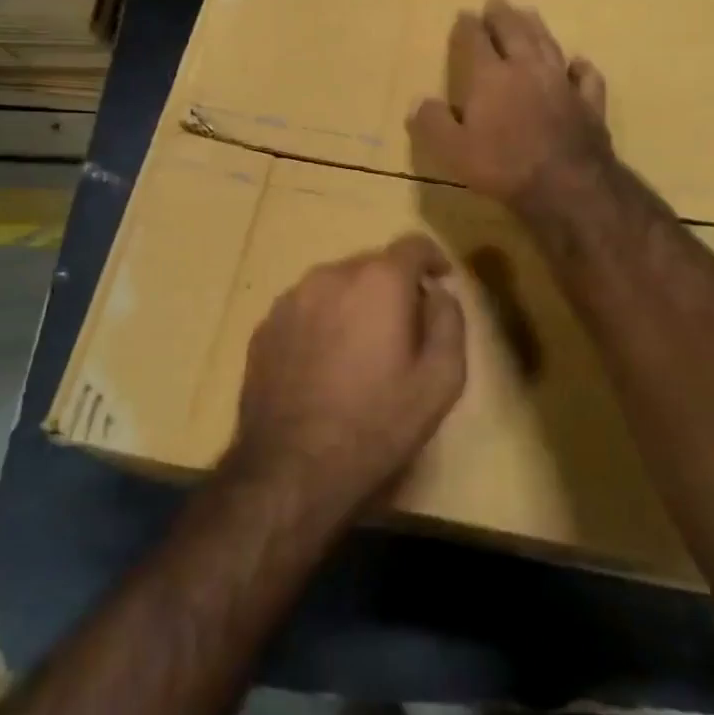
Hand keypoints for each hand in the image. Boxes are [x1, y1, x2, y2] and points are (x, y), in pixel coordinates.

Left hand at [228, 235, 466, 521]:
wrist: (290, 469)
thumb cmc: (377, 425)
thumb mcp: (440, 381)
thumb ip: (449, 322)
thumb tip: (438, 293)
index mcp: (378, 282)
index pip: (412, 245)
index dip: (432, 259)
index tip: (441, 280)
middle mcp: (330, 276)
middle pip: (372, 264)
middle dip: (393, 286)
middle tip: (404, 327)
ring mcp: (290, 299)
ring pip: (335, 285)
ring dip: (355, 303)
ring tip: (361, 348)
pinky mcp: (264, 326)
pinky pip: (306, 308)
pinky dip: (323, 321)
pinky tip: (325, 364)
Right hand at [409, 0, 612, 211]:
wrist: (566, 184)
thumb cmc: (503, 166)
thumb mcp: (452, 150)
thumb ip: (433, 123)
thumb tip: (419, 102)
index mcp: (491, 77)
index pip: (476, 41)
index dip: (468, 26)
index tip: (464, 14)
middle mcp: (527, 69)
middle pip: (515, 32)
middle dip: (503, 15)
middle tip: (496, 2)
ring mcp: (562, 83)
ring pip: (549, 44)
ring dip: (537, 27)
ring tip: (530, 14)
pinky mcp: (589, 103)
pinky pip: (585, 76)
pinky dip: (580, 66)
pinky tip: (577, 63)